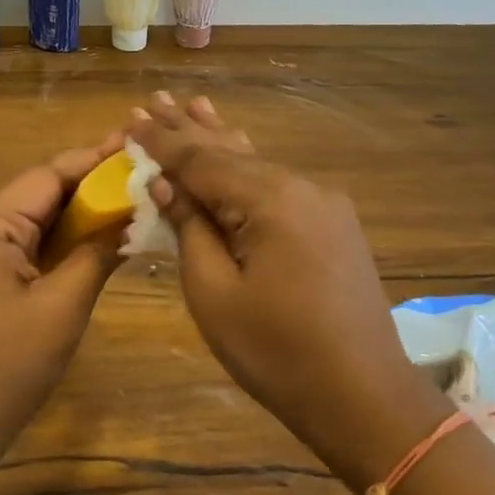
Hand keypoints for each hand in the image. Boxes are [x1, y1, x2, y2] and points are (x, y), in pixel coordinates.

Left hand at [0, 133, 126, 460]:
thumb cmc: (7, 366)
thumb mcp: (62, 307)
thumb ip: (96, 255)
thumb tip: (130, 218)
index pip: (46, 177)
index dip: (93, 161)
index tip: (134, 146)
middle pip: (39, 194)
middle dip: (89, 184)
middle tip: (139, 172)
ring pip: (35, 221)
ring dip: (77, 213)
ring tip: (127, 199)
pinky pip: (27, 248)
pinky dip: (61, 242)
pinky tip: (96, 239)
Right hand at [128, 94, 442, 488]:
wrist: (362, 395)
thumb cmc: (276, 352)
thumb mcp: (214, 293)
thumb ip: (191, 229)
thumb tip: (168, 184)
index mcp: (271, 199)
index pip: (202, 160)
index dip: (163, 142)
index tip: (131, 118)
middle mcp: (302, 188)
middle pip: (232, 153)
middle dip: (190, 129)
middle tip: (155, 99)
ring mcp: (324, 206)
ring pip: (258, 166)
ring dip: (221, 142)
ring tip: (194, 106)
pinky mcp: (333, 227)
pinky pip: (279, 188)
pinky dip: (248, 172)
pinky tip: (237, 152)